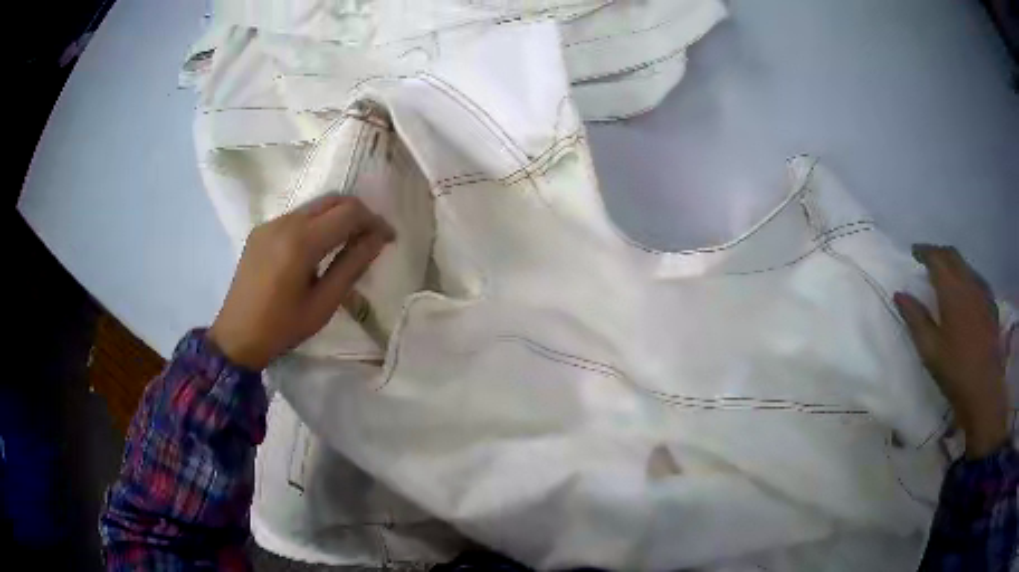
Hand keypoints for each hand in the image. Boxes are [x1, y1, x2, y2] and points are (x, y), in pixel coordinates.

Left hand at [209, 196, 393, 370]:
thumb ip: (352, 266)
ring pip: (314, 206)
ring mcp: (270, 223)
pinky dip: (315, 223)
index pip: (349, 213)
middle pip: (332, 200)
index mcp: (301, 241)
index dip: (374, 221)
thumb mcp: (323, 303)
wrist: (236, 337)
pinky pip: (296, 216)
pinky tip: (317, 248)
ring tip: (348, 243)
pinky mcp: (261, 230)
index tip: (388, 238)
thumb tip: (378, 239)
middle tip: (371, 238)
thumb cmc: (283, 327)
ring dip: (336, 217)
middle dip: (357, 213)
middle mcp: (285, 222)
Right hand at [894, 244, 1007, 458]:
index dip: (924, 251)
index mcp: (952, 289)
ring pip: (966, 266)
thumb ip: (915, 319)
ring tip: (946, 275)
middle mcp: (969, 282)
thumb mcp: (930, 350)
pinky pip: (977, 281)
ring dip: (954, 265)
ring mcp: (983, 292)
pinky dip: (968, 279)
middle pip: (953, 256)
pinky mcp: (991, 305)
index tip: (914, 252)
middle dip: (939, 253)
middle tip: (928, 260)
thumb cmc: (955, 370)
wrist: (984, 390)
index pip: (936, 257)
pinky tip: (967, 292)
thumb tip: (899, 294)